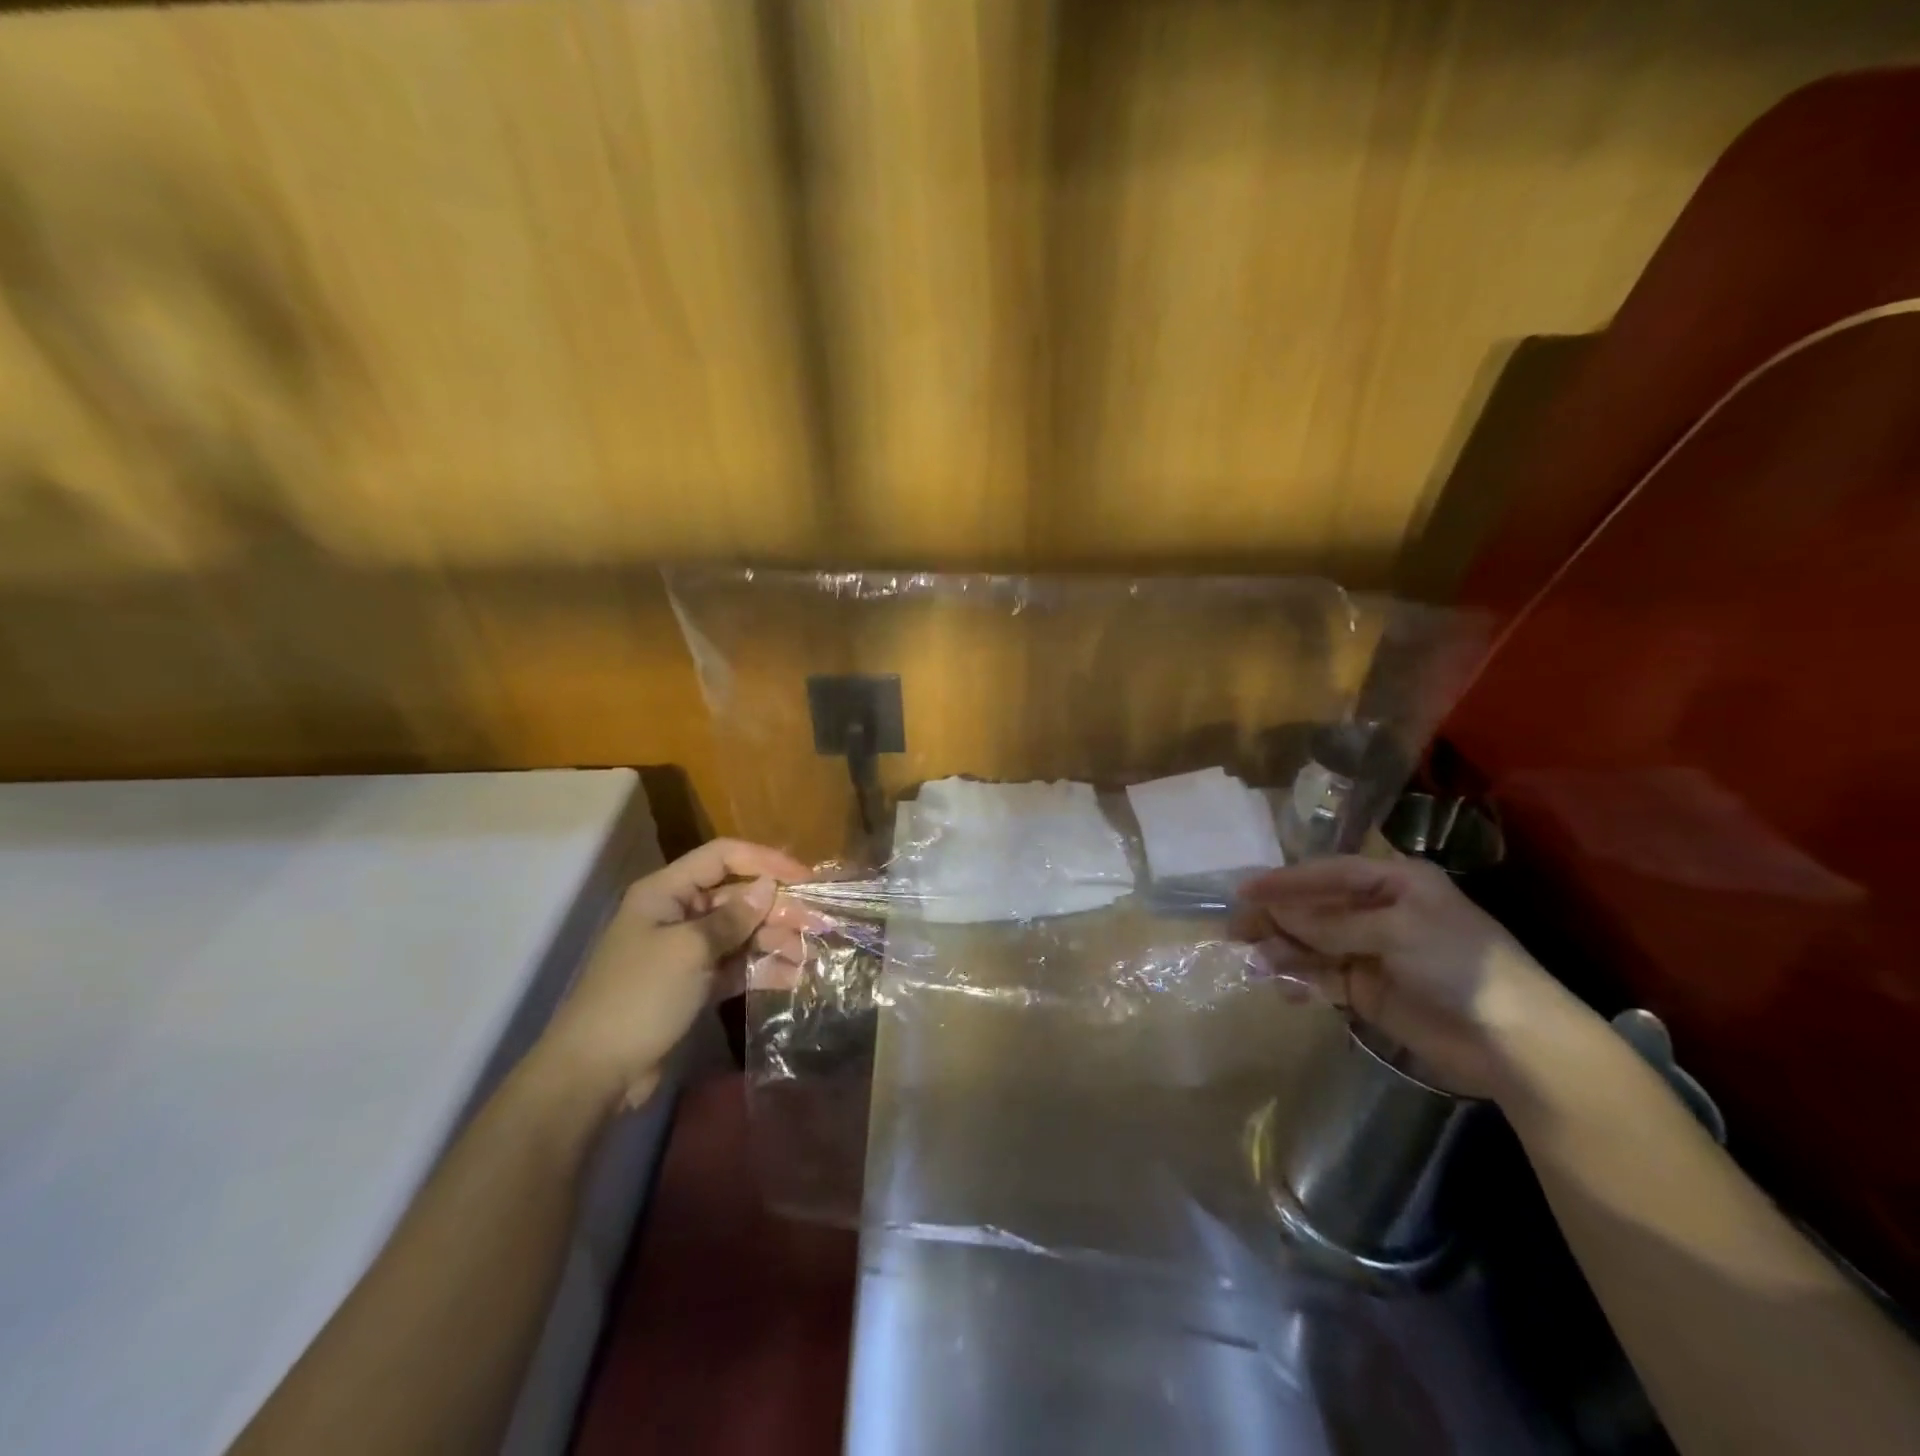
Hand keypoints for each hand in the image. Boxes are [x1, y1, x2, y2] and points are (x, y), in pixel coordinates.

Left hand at [536, 839, 810, 1110]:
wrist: (595, 1072)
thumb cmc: (640, 997)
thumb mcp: (689, 950)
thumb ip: (733, 917)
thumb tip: (768, 887)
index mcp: (666, 892)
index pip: (723, 857)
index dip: (765, 861)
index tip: (805, 878)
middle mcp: (678, 914)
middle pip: (737, 896)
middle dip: (776, 907)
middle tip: (816, 923)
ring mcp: (687, 951)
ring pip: (741, 933)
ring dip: (774, 940)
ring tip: (808, 954)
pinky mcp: (694, 984)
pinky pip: (735, 965)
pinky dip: (762, 968)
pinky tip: (792, 976)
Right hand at [1231, 854, 1596, 1098]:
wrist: (1515, 1043)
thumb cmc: (1460, 966)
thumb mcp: (1397, 931)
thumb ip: (1333, 924)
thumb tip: (1278, 918)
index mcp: (1394, 883)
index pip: (1327, 873)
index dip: (1285, 881)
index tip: (1244, 890)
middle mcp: (1378, 911)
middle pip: (1314, 908)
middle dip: (1277, 918)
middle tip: (1237, 932)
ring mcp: (1372, 952)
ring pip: (1312, 944)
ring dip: (1283, 951)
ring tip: (1255, 964)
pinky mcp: (1368, 991)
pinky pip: (1323, 978)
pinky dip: (1301, 980)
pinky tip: (1285, 988)